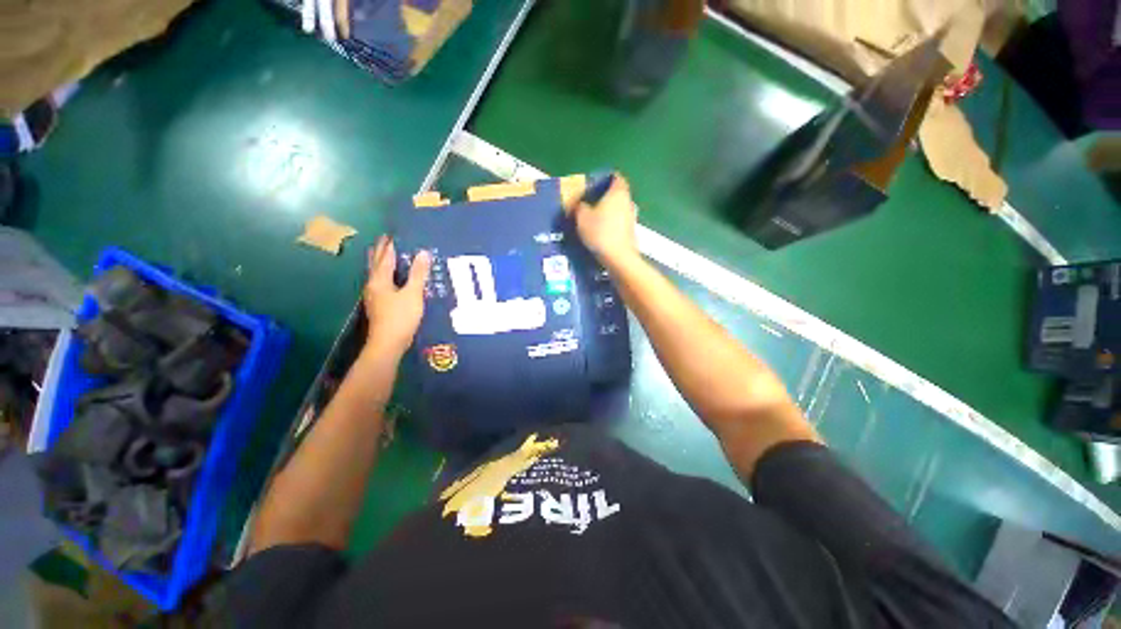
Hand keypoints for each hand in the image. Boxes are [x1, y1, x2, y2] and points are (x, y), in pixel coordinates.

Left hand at [363, 236, 431, 355]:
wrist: (389, 343)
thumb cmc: (401, 316)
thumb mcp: (413, 293)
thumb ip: (418, 273)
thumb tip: (423, 253)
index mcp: (380, 279)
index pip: (386, 257)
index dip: (390, 245)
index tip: (392, 233)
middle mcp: (373, 285)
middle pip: (376, 264)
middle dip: (380, 251)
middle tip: (383, 239)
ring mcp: (374, 296)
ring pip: (375, 274)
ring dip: (379, 262)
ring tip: (380, 253)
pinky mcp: (379, 305)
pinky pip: (380, 283)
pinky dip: (384, 275)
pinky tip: (388, 279)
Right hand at [573, 174, 638, 270]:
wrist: (618, 258)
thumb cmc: (600, 232)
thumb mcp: (582, 217)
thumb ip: (580, 206)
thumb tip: (580, 204)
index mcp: (618, 192)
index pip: (615, 177)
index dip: (604, 179)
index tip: (592, 186)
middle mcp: (628, 202)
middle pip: (616, 194)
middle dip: (604, 198)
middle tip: (588, 204)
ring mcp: (632, 218)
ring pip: (618, 210)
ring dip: (607, 213)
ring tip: (592, 220)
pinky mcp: (631, 233)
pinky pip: (619, 223)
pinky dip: (610, 225)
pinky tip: (599, 234)